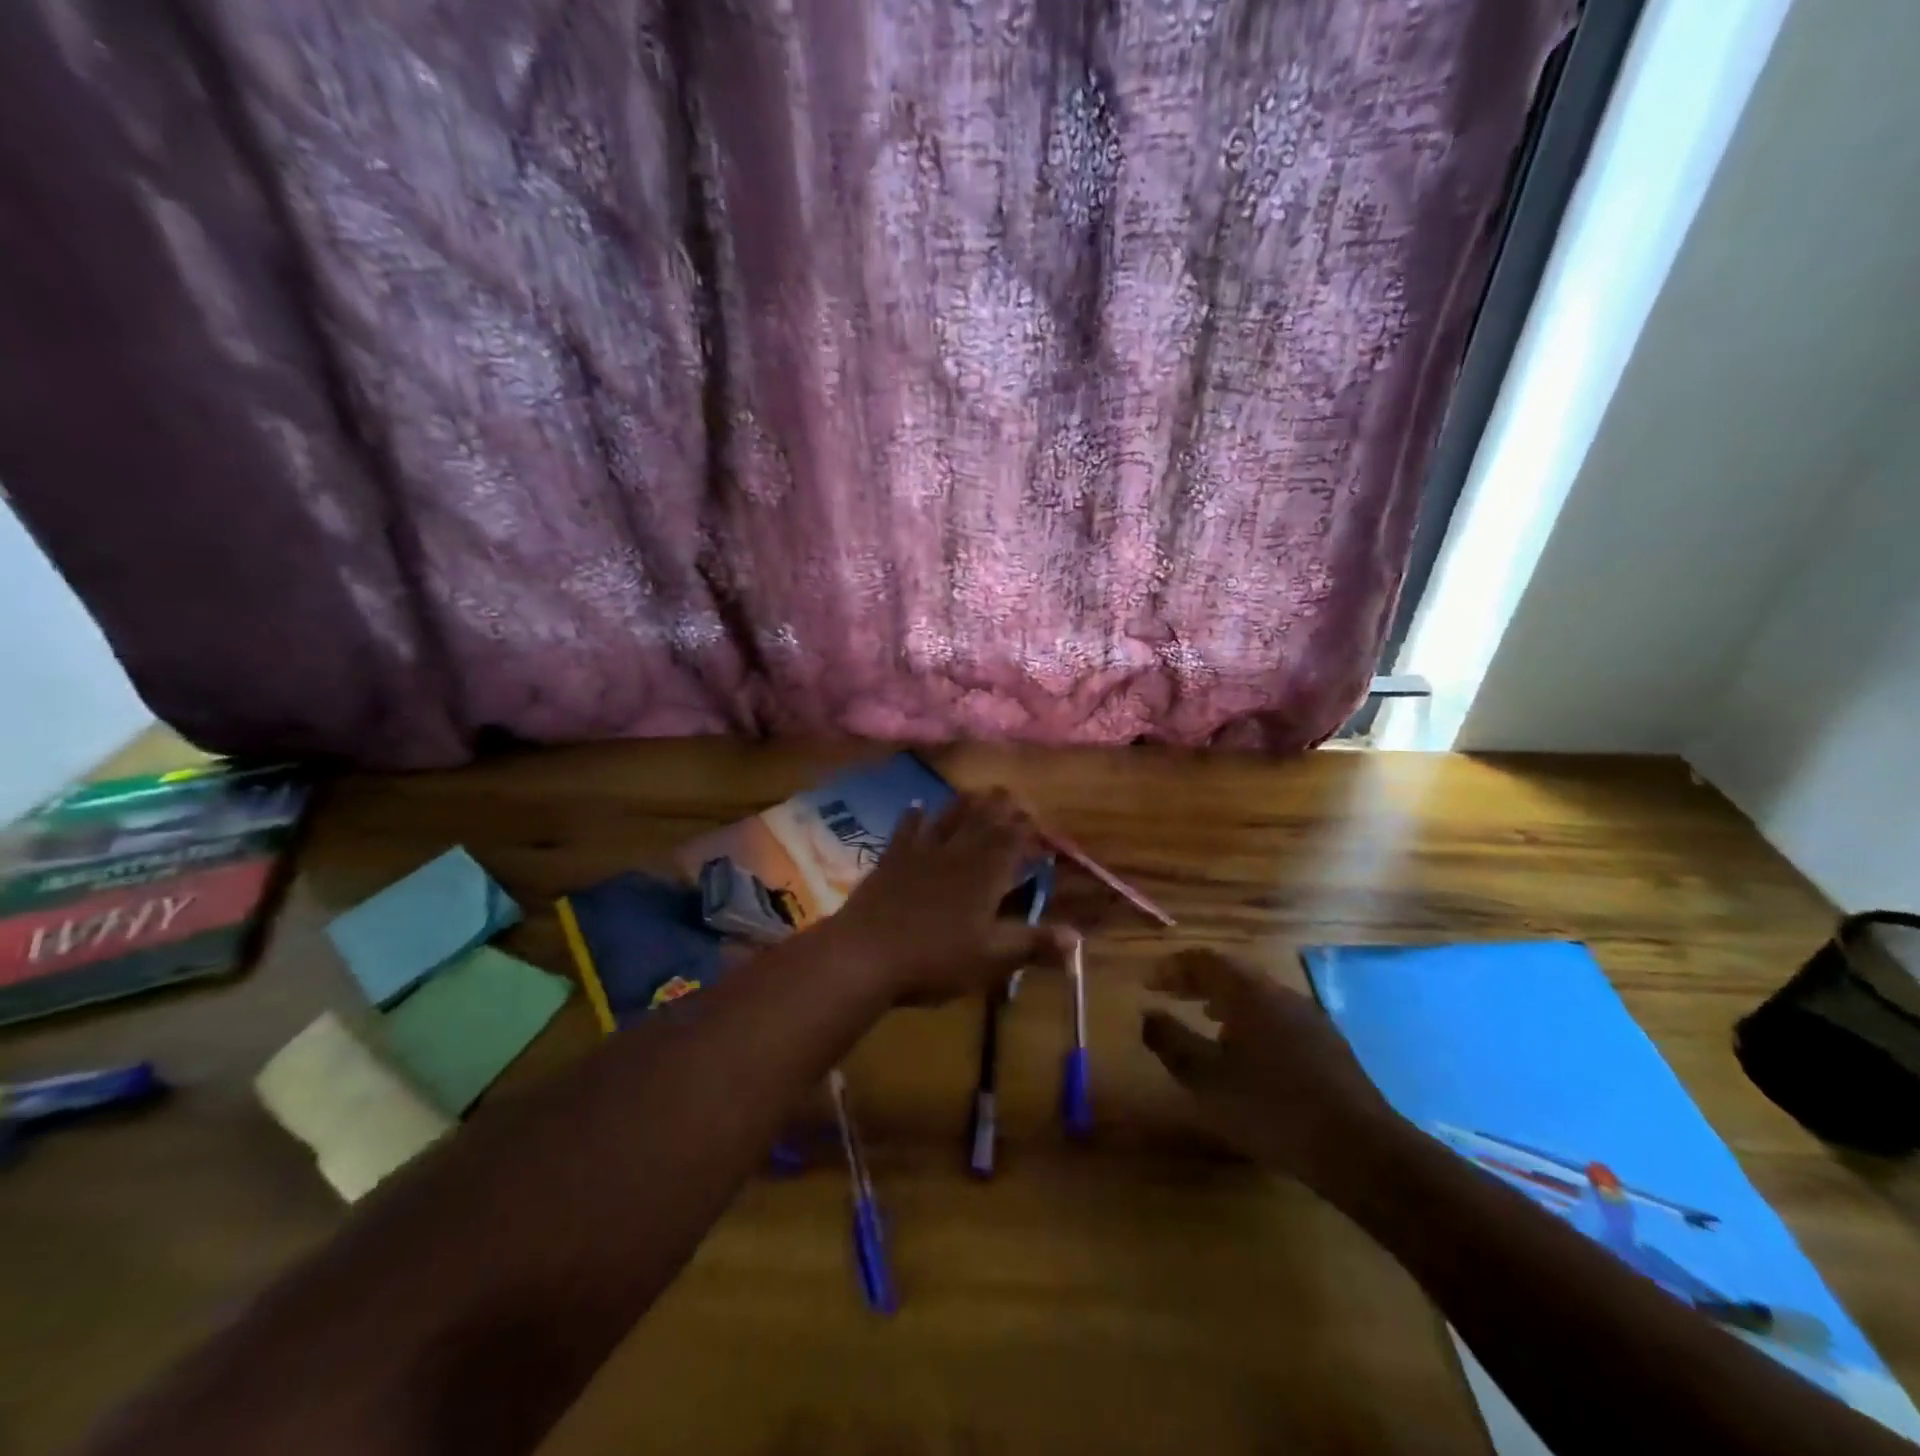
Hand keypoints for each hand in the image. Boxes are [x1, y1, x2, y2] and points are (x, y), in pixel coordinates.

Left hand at [826, 789, 1077, 1004]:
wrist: (865, 955)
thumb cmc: (935, 959)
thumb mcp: (991, 958)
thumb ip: (1033, 944)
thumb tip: (1077, 939)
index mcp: (984, 875)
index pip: (1011, 841)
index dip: (1025, 829)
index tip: (1036, 819)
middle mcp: (956, 855)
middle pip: (981, 823)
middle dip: (999, 808)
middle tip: (1009, 793)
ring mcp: (920, 854)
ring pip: (947, 820)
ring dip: (963, 805)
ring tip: (975, 792)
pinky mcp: (890, 861)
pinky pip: (906, 830)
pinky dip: (913, 816)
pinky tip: (916, 806)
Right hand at [1142, 948, 1398, 1187]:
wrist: (1361, 1150)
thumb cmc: (1273, 1109)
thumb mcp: (1208, 1080)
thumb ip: (1172, 1042)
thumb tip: (1147, 1014)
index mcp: (1249, 993)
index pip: (1204, 960)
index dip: (1173, 967)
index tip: (1148, 982)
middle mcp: (1279, 994)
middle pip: (1231, 973)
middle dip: (1196, 979)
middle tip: (1168, 992)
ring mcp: (1308, 1018)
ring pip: (1256, 994)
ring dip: (1223, 998)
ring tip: (1203, 1015)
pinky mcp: (1326, 1045)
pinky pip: (1275, 1015)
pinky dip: (1249, 1019)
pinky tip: (1246, 1050)